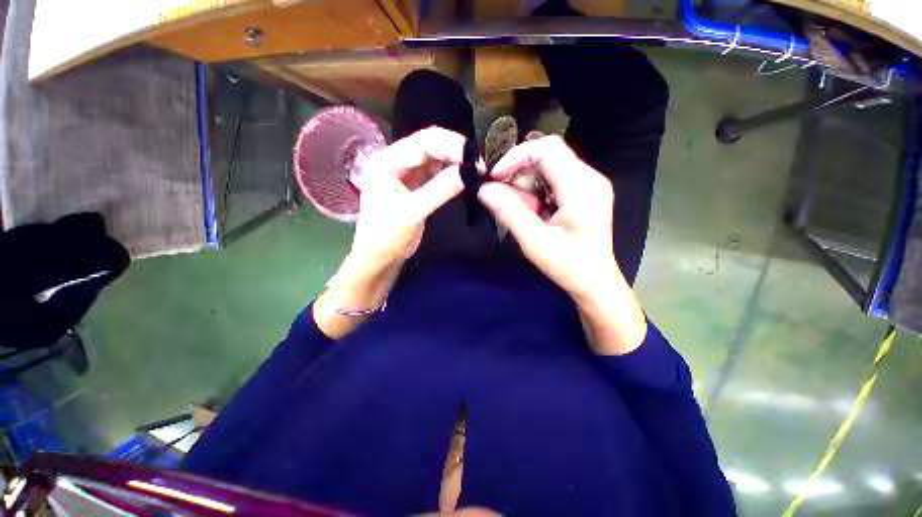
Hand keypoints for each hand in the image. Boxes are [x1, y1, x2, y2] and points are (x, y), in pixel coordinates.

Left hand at [314, 127, 465, 339]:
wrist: (379, 259)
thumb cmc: (386, 237)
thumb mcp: (412, 212)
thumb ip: (439, 190)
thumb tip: (468, 172)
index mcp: (387, 162)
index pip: (422, 143)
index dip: (450, 146)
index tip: (474, 158)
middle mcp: (396, 162)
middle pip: (429, 146)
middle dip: (455, 152)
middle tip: (479, 164)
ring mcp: (407, 175)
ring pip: (435, 159)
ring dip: (455, 162)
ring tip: (475, 169)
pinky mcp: (417, 187)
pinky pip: (436, 173)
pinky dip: (451, 174)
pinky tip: (463, 176)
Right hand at [477, 135, 618, 299]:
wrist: (595, 282)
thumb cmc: (569, 266)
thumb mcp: (535, 242)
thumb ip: (510, 213)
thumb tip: (484, 190)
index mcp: (581, 186)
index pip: (547, 149)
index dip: (516, 156)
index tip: (495, 177)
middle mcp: (589, 177)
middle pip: (546, 156)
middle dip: (519, 175)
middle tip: (505, 201)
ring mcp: (588, 184)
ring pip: (547, 167)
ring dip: (526, 186)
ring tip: (522, 213)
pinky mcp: (583, 192)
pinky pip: (552, 179)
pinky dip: (535, 192)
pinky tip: (533, 212)